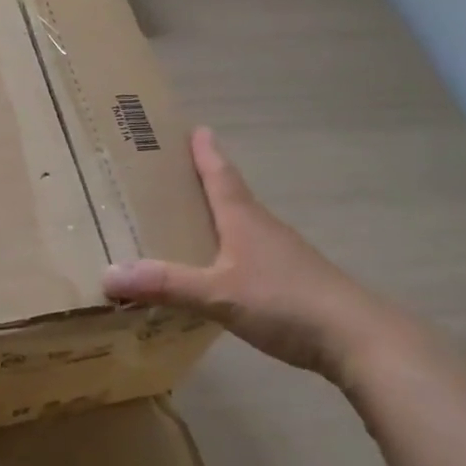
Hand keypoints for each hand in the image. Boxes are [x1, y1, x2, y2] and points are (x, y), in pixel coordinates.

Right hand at [103, 127, 400, 382]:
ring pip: (242, 227)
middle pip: (231, 196)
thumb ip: (166, 285)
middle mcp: (263, 229)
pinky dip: (229, 253)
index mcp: (244, 219)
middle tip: (175, 172)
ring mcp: (282, 256)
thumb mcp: (218, 294)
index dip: (206, 153)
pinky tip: (218, 272)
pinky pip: (251, 256)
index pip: (220, 175)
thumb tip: (107, 275)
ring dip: (219, 217)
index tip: (195, 128)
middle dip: (206, 181)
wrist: (357, 338)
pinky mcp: (293, 282)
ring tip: (190, 221)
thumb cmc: (285, 302)